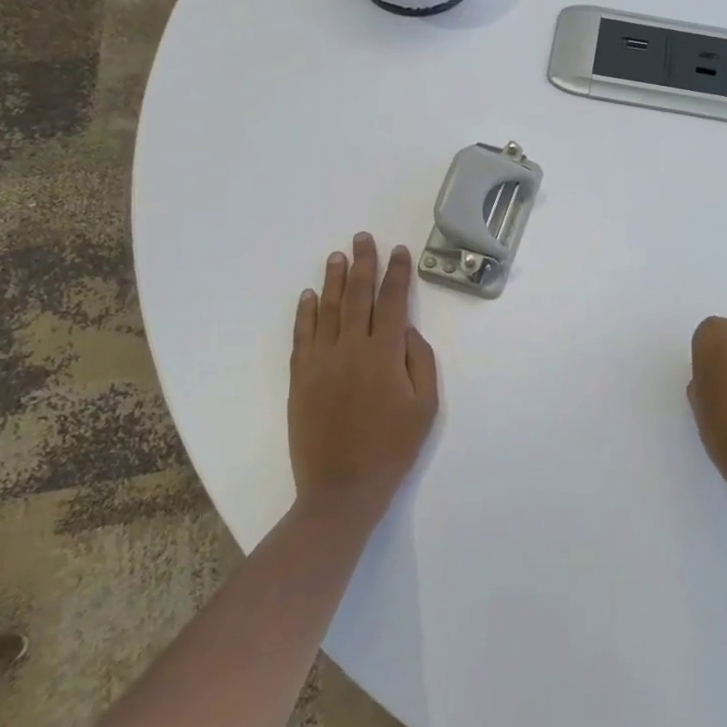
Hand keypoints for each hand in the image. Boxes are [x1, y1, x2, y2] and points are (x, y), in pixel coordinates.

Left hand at [289, 233, 438, 523]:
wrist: (342, 488)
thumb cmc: (392, 448)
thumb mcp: (425, 408)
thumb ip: (421, 363)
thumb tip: (409, 332)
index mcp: (385, 355)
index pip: (393, 302)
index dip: (397, 274)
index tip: (399, 252)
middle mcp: (351, 349)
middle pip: (357, 296)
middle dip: (363, 264)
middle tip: (363, 238)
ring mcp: (321, 361)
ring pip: (327, 309)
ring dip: (333, 280)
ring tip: (338, 256)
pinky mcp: (300, 377)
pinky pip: (302, 335)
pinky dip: (305, 313)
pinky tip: (308, 296)